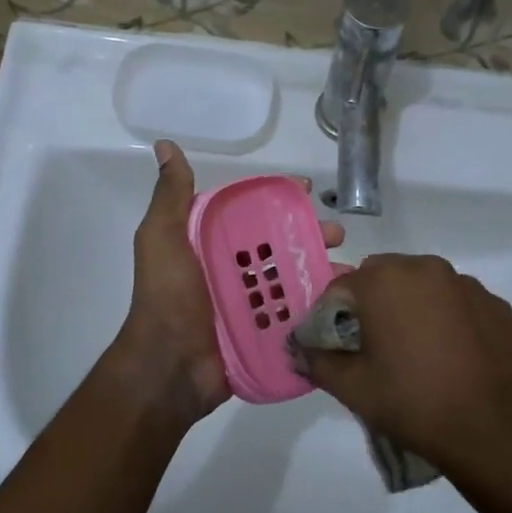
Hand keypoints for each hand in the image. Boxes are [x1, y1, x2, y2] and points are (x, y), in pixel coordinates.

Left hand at [110, 140, 344, 429]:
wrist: (170, 366)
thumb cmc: (168, 296)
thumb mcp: (162, 238)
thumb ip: (171, 196)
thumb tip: (165, 146)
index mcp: (208, 244)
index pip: (250, 212)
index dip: (278, 199)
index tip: (307, 190)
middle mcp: (230, 270)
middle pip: (278, 244)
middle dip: (309, 234)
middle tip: (337, 233)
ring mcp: (249, 303)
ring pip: (292, 278)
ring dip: (320, 268)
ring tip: (348, 269)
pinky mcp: (263, 332)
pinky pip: (295, 313)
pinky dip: (319, 305)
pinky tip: (345, 300)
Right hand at [298, 255, 511, 500]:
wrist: (496, 432)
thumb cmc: (414, 403)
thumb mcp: (352, 388)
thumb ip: (317, 360)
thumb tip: (299, 349)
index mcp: (386, 279)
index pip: (340, 287)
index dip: (331, 316)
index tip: (335, 347)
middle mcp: (427, 268)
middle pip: (383, 278)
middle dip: (371, 306)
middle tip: (373, 349)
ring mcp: (467, 284)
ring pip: (423, 287)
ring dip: (411, 308)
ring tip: (415, 354)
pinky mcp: (497, 305)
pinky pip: (457, 303)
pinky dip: (447, 319)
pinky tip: (451, 357)